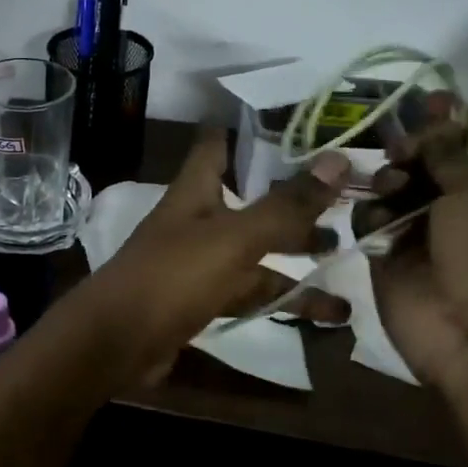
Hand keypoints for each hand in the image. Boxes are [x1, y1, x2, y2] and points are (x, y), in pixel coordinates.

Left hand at [72, 131, 350, 380]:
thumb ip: (285, 206)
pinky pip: (250, 293)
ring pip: (256, 252)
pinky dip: (285, 300)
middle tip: (348, 198)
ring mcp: (199, 262)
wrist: (117, 342)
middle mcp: (197, 220)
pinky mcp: (203, 300)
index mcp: (195, 191)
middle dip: (294, 201)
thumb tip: (338, 159)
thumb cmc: (172, 276)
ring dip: (298, 256)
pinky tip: (330, 314)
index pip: (219, 144)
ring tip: (350, 258)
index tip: (303, 124)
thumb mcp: (233, 238)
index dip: (253, 130)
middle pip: (250, 201)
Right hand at [364, 96, 467, 392]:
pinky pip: (371, 219)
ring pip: (397, 186)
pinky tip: (377, 223)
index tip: (425, 100)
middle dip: (413, 147)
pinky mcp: (390, 254)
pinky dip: (371, 214)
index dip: (458, 117)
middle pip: (433, 159)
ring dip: (389, 180)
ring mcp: (426, 231)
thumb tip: (438, 116)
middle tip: (398, 149)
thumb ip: (450, 150)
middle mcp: (466, 204)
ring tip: (390, 191)